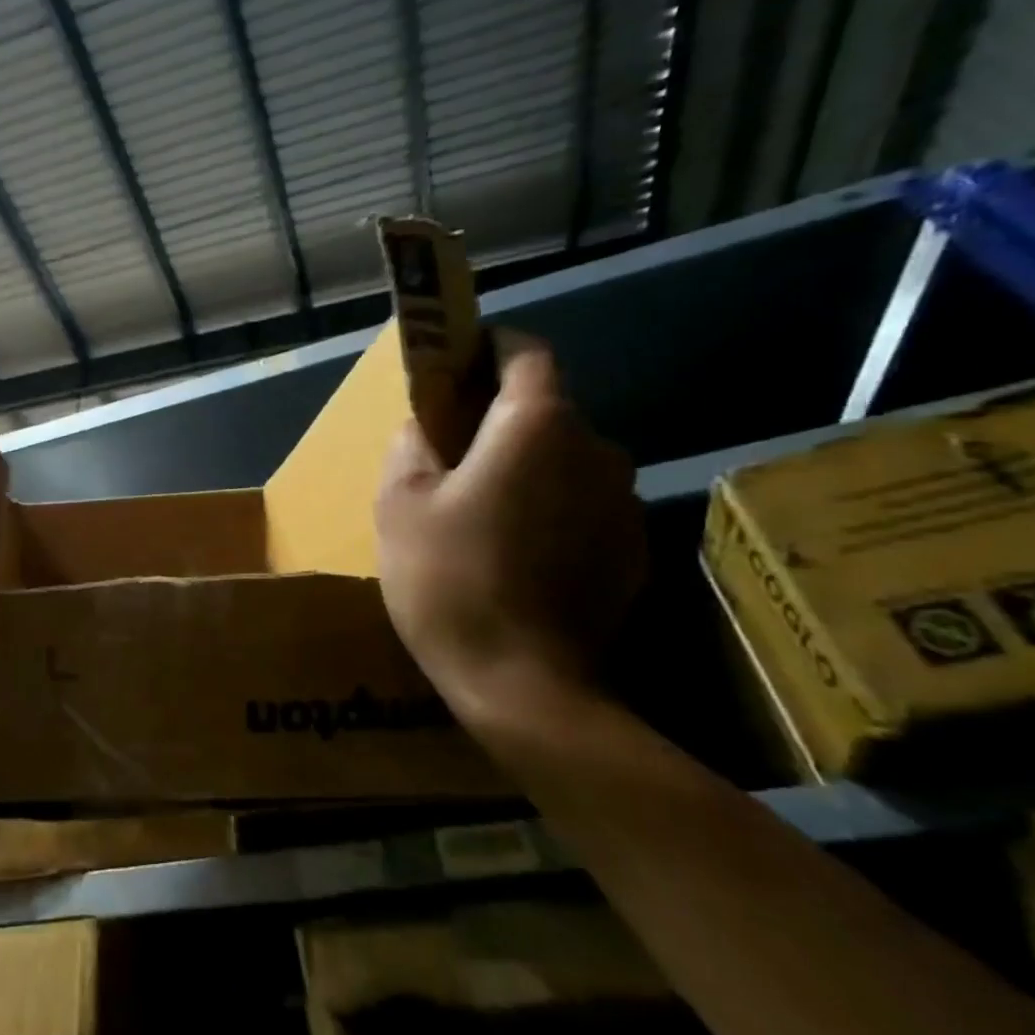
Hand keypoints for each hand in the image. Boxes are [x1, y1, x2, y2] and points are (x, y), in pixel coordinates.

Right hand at [374, 330, 645, 705]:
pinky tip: (517, 553)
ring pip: (566, 459)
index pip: (526, 352)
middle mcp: (596, 449)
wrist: (524, 686)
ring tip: (483, 510)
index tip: (455, 365)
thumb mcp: (400, 503)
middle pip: (546, 409)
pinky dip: (553, 509)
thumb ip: (412, 444)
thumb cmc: (449, 579)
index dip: (488, 348)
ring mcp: (624, 503)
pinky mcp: (634, 550)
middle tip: (451, 451)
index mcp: (536, 426)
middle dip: (499, 417)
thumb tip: (426, 424)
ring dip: (528, 466)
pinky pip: (585, 505)